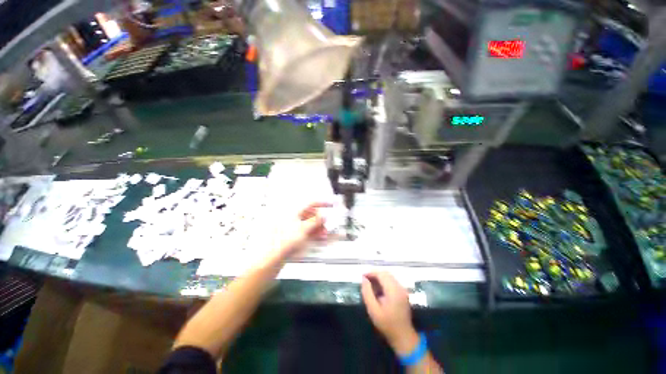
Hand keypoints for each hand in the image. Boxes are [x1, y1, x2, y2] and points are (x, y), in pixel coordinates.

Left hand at [272, 202, 330, 259]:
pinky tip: (318, 237)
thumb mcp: (304, 229)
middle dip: (320, 220)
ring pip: (309, 223)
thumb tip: (323, 216)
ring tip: (323, 234)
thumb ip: (316, 221)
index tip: (330, 205)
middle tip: (326, 225)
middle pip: (310, 214)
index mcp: (294, 211)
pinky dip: (313, 232)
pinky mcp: (292, 234)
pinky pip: (306, 230)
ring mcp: (292, 226)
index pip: (310, 203)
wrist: (273, 256)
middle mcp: (292, 217)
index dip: (321, 203)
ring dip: (318, 227)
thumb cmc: (284, 242)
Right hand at [361, 272, 418, 354]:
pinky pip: (392, 281)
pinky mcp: (403, 293)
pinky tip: (378, 288)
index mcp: (393, 290)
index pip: (381, 274)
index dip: (371, 272)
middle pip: (386, 273)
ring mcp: (402, 289)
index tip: (362, 276)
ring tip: (370, 283)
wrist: (403, 336)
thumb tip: (364, 279)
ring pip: (389, 276)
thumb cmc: (387, 324)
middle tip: (365, 279)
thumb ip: (367, 293)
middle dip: (374, 273)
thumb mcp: (373, 310)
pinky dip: (384, 281)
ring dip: (379, 277)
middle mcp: (399, 287)